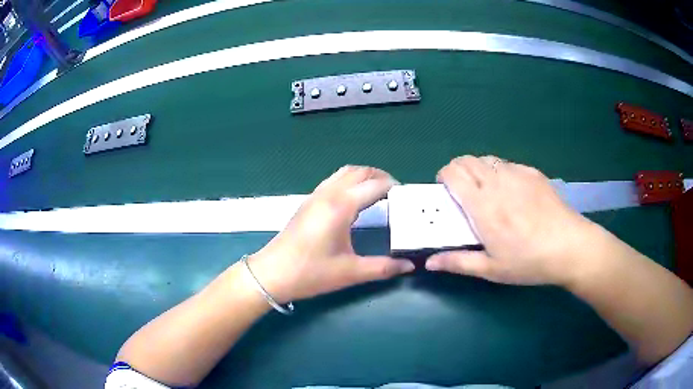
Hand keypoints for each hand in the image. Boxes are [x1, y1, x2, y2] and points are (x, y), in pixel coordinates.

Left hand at [248, 166, 414, 302]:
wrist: (272, 274)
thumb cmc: (311, 272)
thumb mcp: (351, 272)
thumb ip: (383, 268)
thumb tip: (410, 266)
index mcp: (341, 206)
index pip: (375, 186)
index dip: (394, 187)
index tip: (408, 198)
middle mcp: (328, 194)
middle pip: (360, 171)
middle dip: (381, 176)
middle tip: (396, 192)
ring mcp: (315, 196)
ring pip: (344, 172)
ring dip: (364, 176)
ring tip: (379, 192)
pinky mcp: (307, 202)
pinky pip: (333, 180)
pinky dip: (350, 181)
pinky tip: (354, 200)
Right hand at [426, 155, 597, 285]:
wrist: (569, 246)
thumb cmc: (529, 261)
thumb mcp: (492, 269)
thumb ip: (458, 262)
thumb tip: (429, 262)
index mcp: (483, 207)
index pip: (454, 174)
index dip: (444, 176)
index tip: (444, 189)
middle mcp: (497, 183)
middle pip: (467, 160)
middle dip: (457, 169)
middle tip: (461, 190)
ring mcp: (517, 174)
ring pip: (487, 159)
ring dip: (478, 169)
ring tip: (485, 190)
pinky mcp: (533, 173)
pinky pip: (507, 164)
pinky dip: (499, 171)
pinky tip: (511, 192)